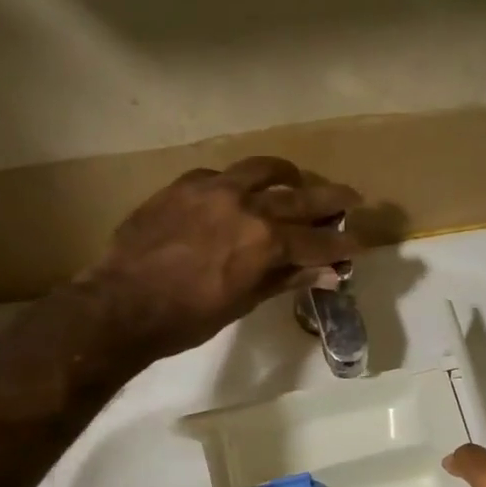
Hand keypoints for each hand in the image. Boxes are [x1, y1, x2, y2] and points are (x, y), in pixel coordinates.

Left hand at [87, 157, 360, 359]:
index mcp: (265, 241)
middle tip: (352, 199)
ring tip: (296, 181)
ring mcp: (214, 188)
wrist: (123, 304)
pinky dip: (242, 182)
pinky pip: (224, 173)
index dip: (343, 243)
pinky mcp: (185, 184)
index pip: (317, 239)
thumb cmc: (188, 318)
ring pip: (263, 168)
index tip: (362, 241)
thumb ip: (287, 279)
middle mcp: (246, 204)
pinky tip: (239, 194)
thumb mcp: (244, 302)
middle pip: (301, 195)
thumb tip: (328, 274)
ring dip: (287, 175)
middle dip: (331, 198)